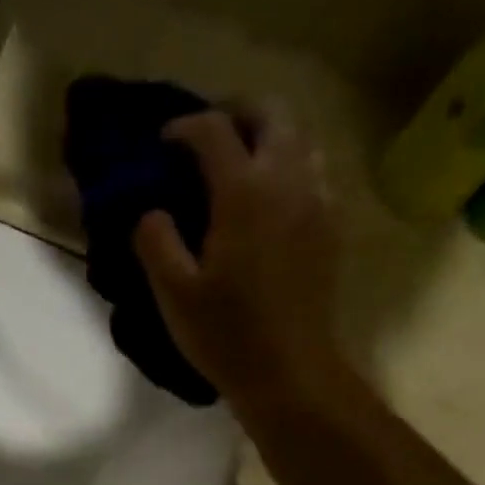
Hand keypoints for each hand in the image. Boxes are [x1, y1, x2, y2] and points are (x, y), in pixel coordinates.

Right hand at [133, 106, 342, 411]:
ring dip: (268, 136)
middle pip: (271, 113)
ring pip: (301, 137)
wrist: (290, 372)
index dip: (184, 127)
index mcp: (244, 192)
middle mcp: (288, 180)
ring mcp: (318, 200)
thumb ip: (156, 242)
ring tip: (240, 164)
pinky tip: (270, 199)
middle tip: (208, 139)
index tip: (163, 143)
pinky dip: (290, 166)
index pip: (214, 131)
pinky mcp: (332, 225)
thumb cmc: (226, 336)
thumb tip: (151, 212)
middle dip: (236, 113)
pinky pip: (315, 171)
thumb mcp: (174, 295)